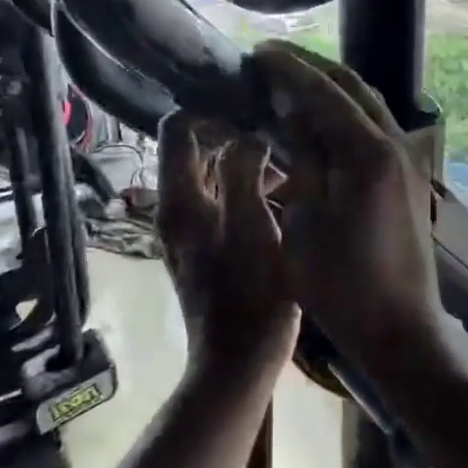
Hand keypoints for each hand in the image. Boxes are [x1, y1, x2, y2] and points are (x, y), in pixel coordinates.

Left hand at [156, 110, 298, 375]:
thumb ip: (245, 172)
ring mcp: (192, 229)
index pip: (177, 128)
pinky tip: (286, 189)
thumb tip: (248, 136)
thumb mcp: (252, 226)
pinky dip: (249, 187)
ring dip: (246, 160)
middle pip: (195, 148)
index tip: (252, 105)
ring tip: (290, 154)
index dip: (210, 109)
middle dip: (234, 131)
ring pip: (214, 174)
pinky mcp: (210, 245)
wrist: (238, 362)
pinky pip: (225, 199)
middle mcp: (177, 208)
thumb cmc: (250, 296)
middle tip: (278, 124)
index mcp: (180, 200)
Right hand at [251, 43, 445, 378]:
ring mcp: (407, 159)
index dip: (288, 69)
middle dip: (311, 67)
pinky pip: (375, 125)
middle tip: (271, 58)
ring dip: (331, 86)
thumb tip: (294, 114)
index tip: (256, 52)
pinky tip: (322, 118)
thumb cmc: (340, 284)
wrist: (399, 327)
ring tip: (292, 79)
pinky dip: (346, 110)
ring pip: (368, 103)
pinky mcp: (408, 176)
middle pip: (352, 86)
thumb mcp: (303, 221)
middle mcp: (394, 143)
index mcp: (366, 152)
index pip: (323, 91)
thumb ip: (302, 159)